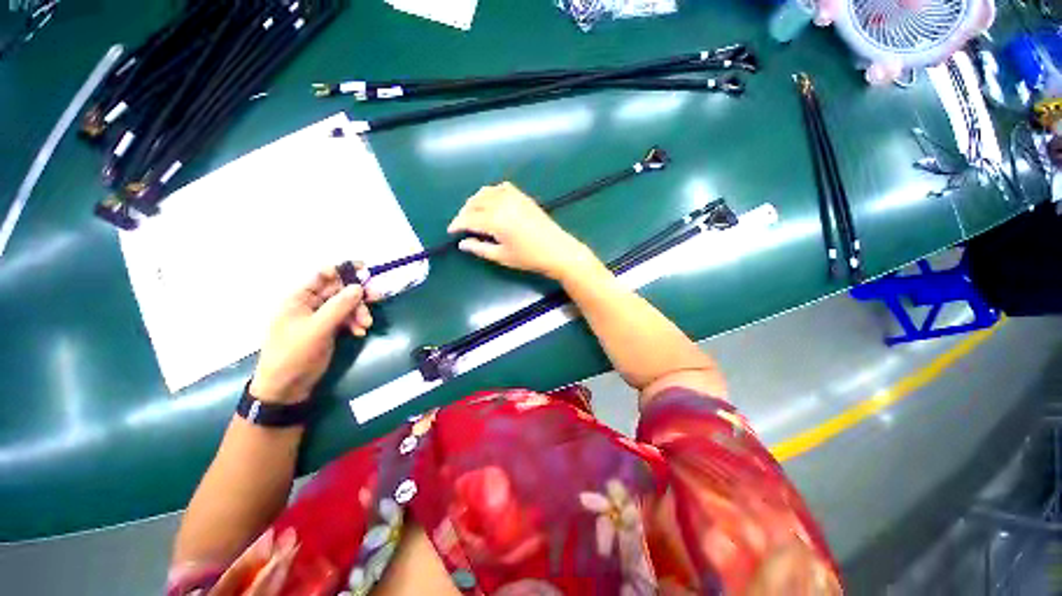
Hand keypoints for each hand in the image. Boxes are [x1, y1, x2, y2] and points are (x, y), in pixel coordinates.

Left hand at [250, 267, 376, 403]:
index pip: (323, 275)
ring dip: (359, 312)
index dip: (344, 270)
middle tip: (376, 298)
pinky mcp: (328, 329)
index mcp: (299, 298)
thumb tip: (359, 287)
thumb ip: (339, 306)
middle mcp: (310, 304)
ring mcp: (320, 317)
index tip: (366, 270)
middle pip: (339, 290)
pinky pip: (346, 319)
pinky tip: (360, 332)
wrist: (286, 388)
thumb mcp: (317, 329)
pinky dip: (355, 323)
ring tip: (366, 325)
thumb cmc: (294, 355)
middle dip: (357, 295)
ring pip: (346, 305)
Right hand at [447, 182, 595, 279]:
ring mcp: (514, 197)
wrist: (557, 250)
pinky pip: (502, 188)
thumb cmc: (529, 258)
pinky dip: (492, 192)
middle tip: (462, 224)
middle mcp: (501, 204)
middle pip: (474, 202)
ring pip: (486, 192)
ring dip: (475, 201)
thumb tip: (462, 243)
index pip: (468, 218)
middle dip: (464, 212)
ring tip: (474, 213)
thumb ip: (479, 248)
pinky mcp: (523, 196)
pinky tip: (492, 202)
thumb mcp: (502, 256)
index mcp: (495, 220)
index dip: (457, 224)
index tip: (451, 231)